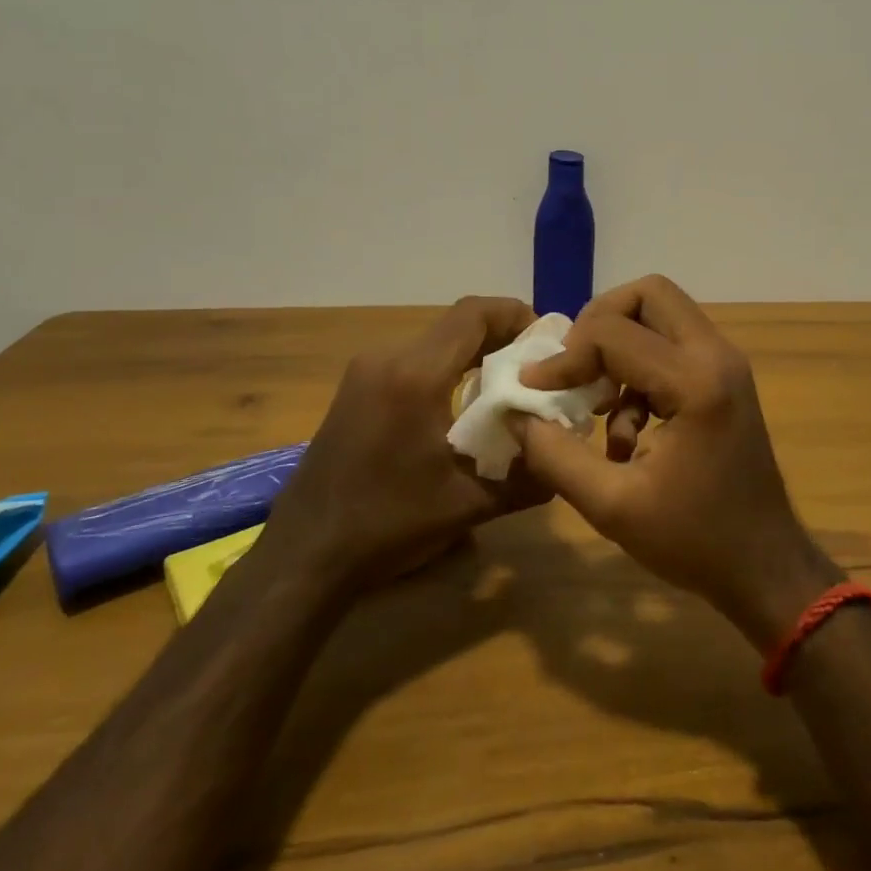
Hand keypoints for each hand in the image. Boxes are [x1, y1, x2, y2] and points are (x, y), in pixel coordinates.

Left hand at [266, 296, 546, 592]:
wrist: (303, 556)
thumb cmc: (387, 525)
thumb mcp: (468, 505)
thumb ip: (527, 479)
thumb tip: (567, 462)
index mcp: (415, 375)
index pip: (474, 314)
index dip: (516, 315)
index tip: (547, 341)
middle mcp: (387, 359)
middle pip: (457, 324)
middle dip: (502, 337)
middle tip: (536, 368)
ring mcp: (365, 371)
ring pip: (435, 341)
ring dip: (474, 354)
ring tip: (507, 387)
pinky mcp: (355, 389)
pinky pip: (413, 360)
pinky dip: (447, 368)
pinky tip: (463, 406)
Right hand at [509, 275, 841, 649]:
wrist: (765, 566)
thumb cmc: (694, 540)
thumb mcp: (612, 506)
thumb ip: (556, 455)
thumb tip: (516, 414)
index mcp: (695, 381)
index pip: (613, 333)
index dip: (564, 357)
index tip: (533, 388)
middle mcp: (716, 355)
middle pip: (649, 294)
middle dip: (600, 323)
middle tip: (573, 367)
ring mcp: (725, 363)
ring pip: (662, 314)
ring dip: (620, 348)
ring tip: (597, 408)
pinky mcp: (724, 378)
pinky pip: (673, 346)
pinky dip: (640, 371)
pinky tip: (628, 432)